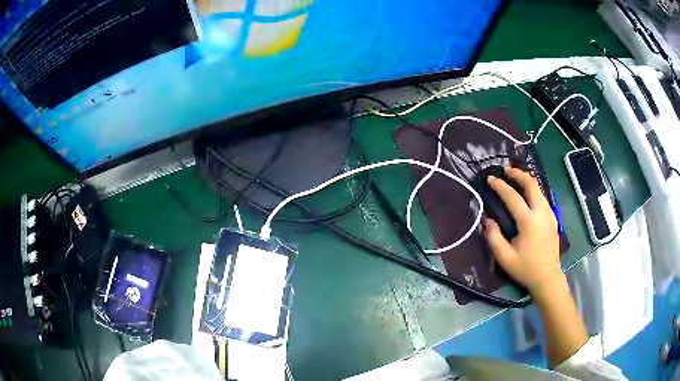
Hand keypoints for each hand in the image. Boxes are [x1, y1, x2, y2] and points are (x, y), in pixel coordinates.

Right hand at [484, 166, 562, 297]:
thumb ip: (494, 237)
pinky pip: (542, 197)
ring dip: (526, 180)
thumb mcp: (505, 258)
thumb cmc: (525, 269)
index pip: (513, 197)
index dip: (500, 186)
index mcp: (529, 222)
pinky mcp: (553, 218)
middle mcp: (542, 213)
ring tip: (515, 177)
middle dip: (518, 174)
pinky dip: (533, 190)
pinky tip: (526, 193)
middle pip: (532, 184)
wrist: (548, 278)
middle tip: (506, 169)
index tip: (490, 179)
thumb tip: (488, 220)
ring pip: (539, 189)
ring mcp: (550, 214)